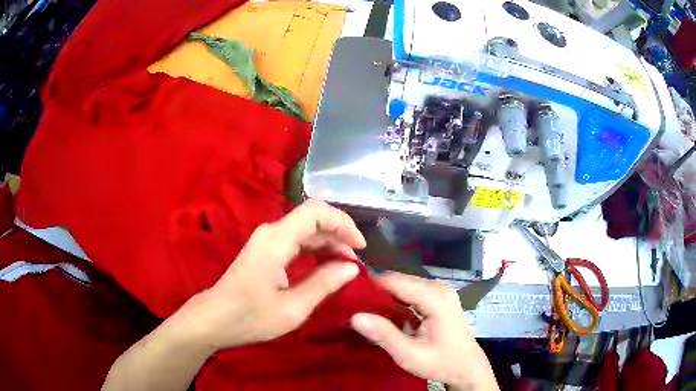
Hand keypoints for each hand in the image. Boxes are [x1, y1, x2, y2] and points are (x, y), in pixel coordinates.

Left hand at [181, 199, 365, 350]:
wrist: (214, 319)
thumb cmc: (251, 317)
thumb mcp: (293, 308)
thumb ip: (324, 283)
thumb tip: (352, 267)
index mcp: (277, 240)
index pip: (317, 212)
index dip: (343, 223)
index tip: (361, 247)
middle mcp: (271, 232)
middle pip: (313, 218)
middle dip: (339, 234)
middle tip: (358, 261)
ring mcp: (266, 240)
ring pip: (306, 229)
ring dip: (329, 243)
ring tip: (348, 265)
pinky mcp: (265, 250)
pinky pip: (296, 240)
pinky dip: (316, 250)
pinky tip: (327, 266)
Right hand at [350, 273, 498, 390]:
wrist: (467, 367)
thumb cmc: (441, 363)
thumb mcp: (410, 355)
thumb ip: (384, 335)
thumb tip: (355, 316)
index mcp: (435, 298)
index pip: (395, 281)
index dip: (370, 285)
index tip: (346, 295)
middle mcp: (438, 288)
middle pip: (399, 281)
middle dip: (375, 291)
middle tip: (351, 305)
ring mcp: (440, 292)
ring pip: (403, 285)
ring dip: (384, 296)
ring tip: (362, 309)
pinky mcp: (438, 298)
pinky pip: (411, 293)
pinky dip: (395, 300)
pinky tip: (381, 313)